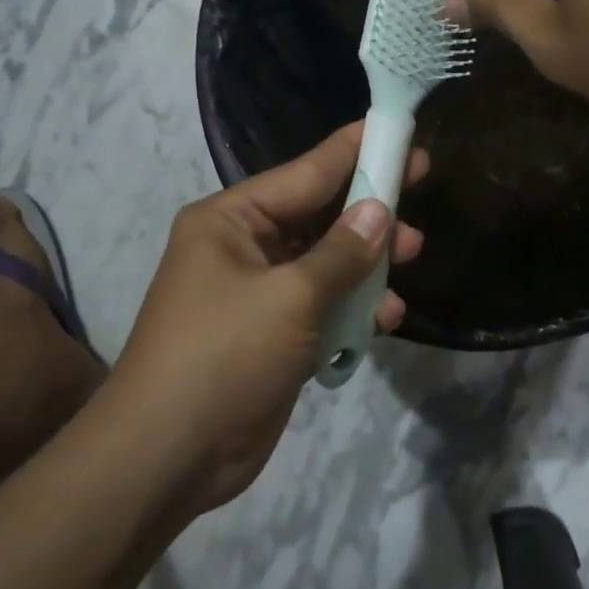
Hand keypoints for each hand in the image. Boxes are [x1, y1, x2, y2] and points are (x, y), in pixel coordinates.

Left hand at [107, 124, 425, 513]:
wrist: (169, 456)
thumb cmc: (224, 356)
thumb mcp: (291, 297)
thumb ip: (342, 253)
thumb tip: (380, 211)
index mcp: (231, 220)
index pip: (305, 172)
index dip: (357, 152)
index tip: (400, 132)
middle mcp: (243, 248)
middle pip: (320, 215)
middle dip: (369, 210)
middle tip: (420, 191)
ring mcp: (259, 294)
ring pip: (327, 262)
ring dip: (368, 263)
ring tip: (414, 256)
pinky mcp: (274, 335)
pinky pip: (324, 305)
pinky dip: (354, 307)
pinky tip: (386, 317)